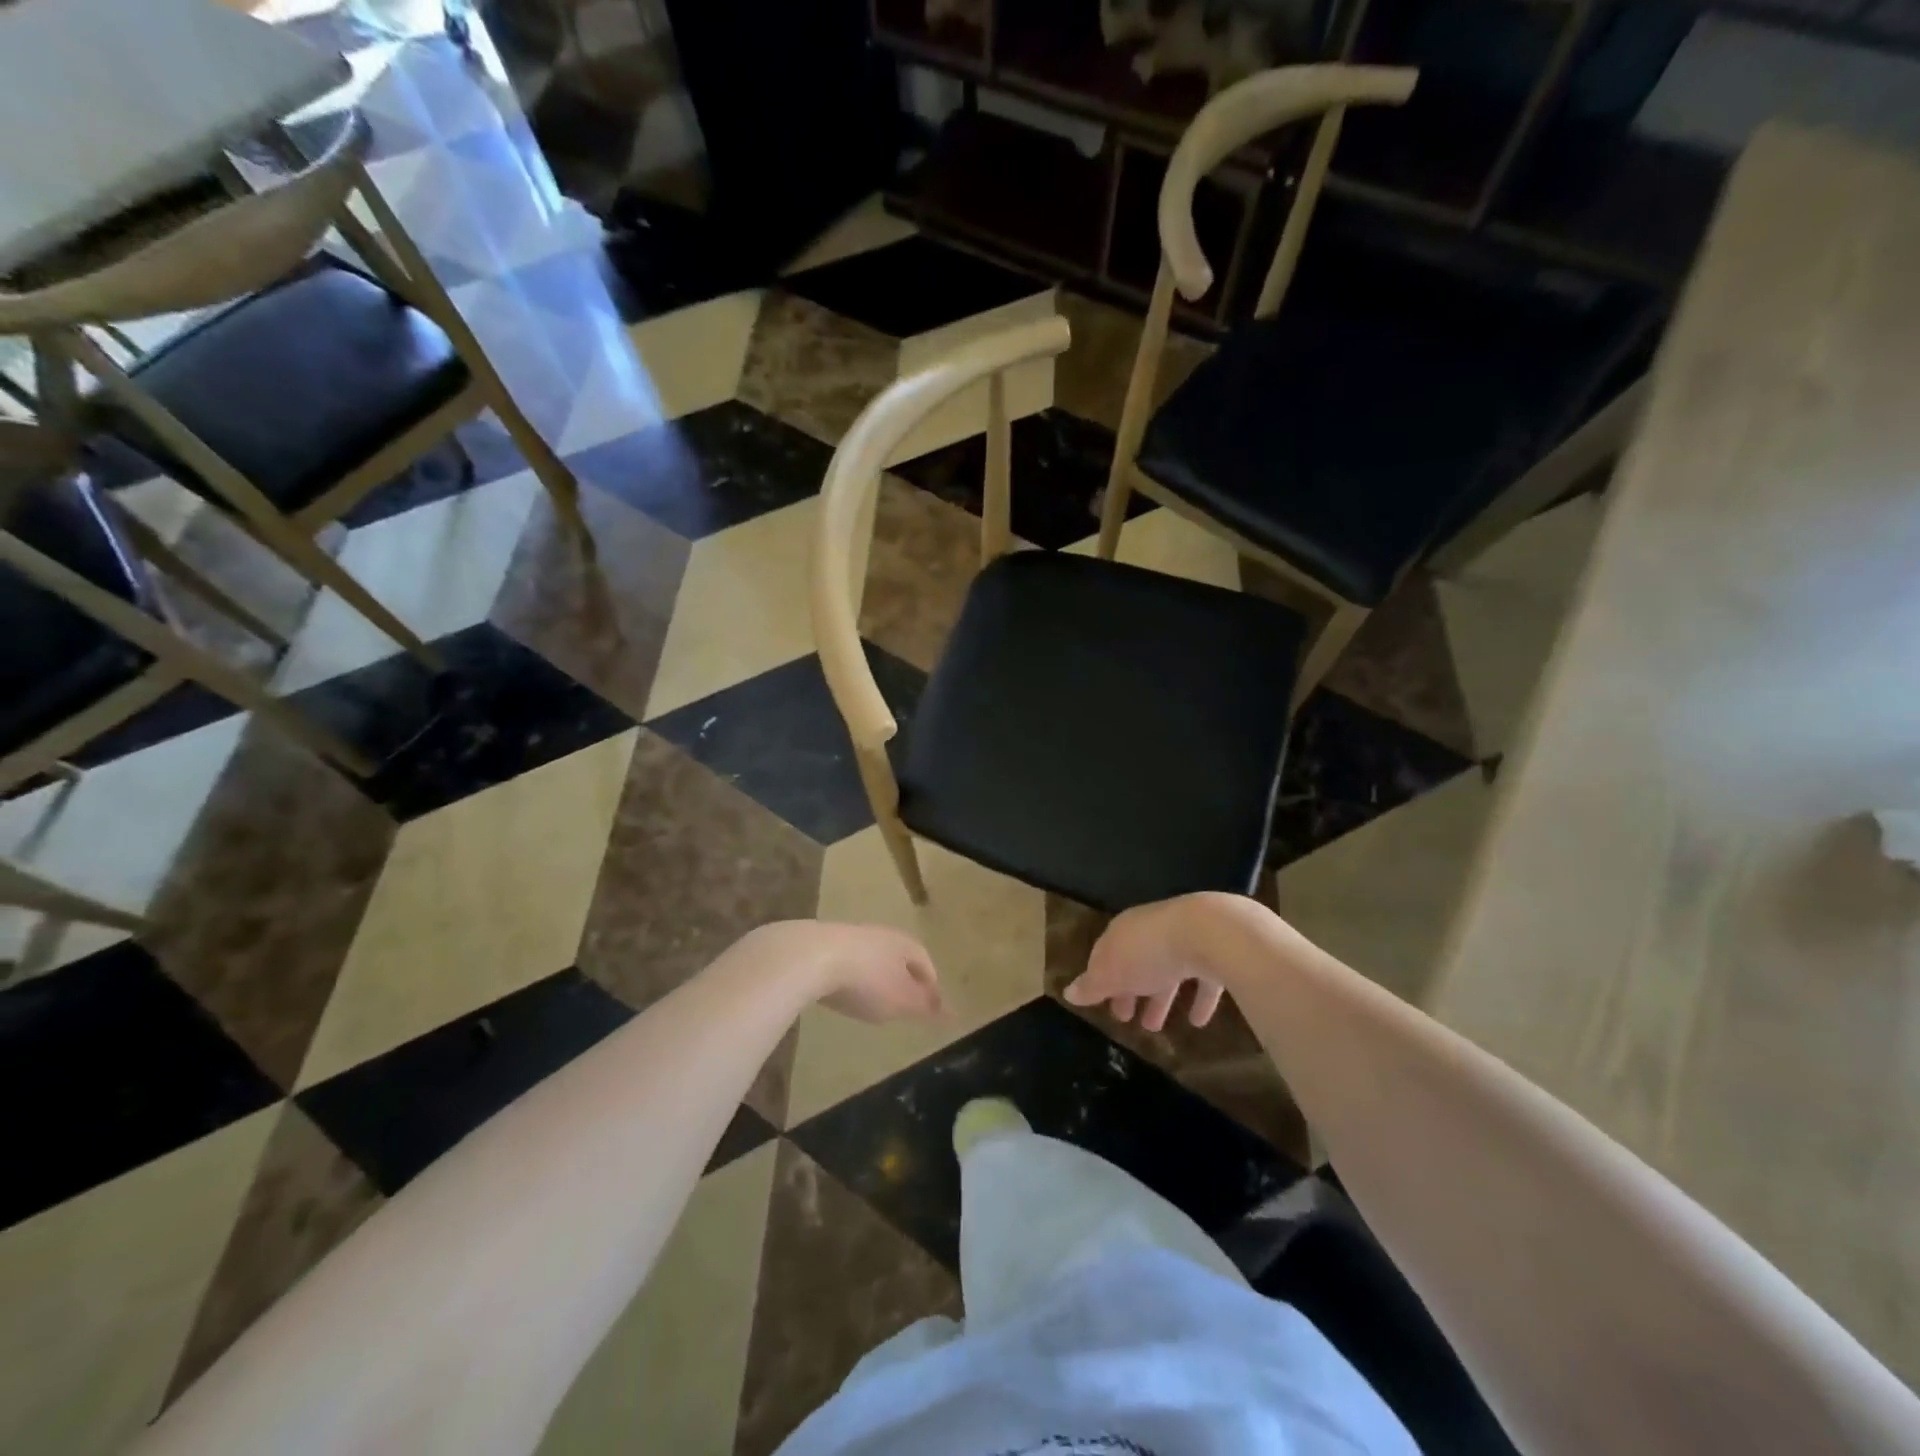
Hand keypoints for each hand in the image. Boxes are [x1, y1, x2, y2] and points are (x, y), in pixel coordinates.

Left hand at [751, 921, 943, 1023]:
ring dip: (875, 976)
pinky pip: (846, 961)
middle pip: (899, 957)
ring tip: (872, 1000)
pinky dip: (850, 976)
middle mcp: (881, 935)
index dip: (931, 986)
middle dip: (903, 978)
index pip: (926, 964)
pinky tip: (841, 992)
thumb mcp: (901, 1001)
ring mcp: (850, 936)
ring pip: (872, 957)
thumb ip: (926, 1008)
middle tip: (903, 1003)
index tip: (930, 1006)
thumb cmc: (866, 981)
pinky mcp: (823, 943)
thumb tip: (953, 1013)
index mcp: (905, 945)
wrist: (809, 956)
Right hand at [1064, 893, 1256, 1032]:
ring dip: (1158, 998)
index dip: (1099, 980)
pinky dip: (1197, 1000)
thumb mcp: (1112, 973)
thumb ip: (1092, 985)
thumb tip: (1068, 993)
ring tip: (1153, 1027)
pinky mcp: (1211, 954)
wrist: (1206, 933)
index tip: (1099, 1003)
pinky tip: (1197, 1022)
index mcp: (1122, 931)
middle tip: (1123, 1018)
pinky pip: (1201, 980)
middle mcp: (1149, 931)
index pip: (1104, 954)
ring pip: (1165, 972)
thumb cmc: (1148, 952)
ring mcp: (1182, 941)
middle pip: (1134, 963)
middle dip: (1128, 990)